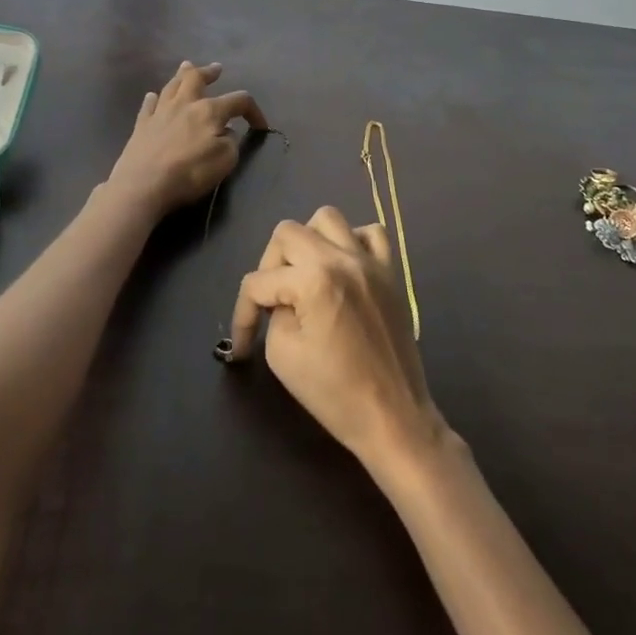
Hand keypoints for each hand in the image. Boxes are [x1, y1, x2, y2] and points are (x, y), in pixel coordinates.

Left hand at [106, 61, 268, 216]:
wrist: (143, 185)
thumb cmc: (189, 172)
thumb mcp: (225, 160)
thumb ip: (230, 142)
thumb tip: (226, 132)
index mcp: (209, 111)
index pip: (239, 100)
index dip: (254, 111)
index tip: (260, 126)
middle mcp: (184, 104)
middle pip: (196, 78)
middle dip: (209, 72)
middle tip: (216, 69)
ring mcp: (159, 112)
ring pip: (171, 86)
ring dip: (181, 75)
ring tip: (186, 67)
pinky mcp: (141, 126)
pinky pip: (148, 105)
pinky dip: (153, 99)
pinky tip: (153, 96)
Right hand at [225, 205, 448, 474]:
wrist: (393, 416)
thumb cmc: (334, 393)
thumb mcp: (283, 355)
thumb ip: (273, 314)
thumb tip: (279, 299)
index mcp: (314, 279)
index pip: (259, 281)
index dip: (242, 313)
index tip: (242, 346)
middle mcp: (342, 258)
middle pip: (287, 233)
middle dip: (270, 265)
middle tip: (271, 300)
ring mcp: (370, 261)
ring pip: (327, 218)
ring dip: (307, 241)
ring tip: (304, 275)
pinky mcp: (390, 272)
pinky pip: (370, 233)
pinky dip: (350, 241)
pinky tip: (342, 268)